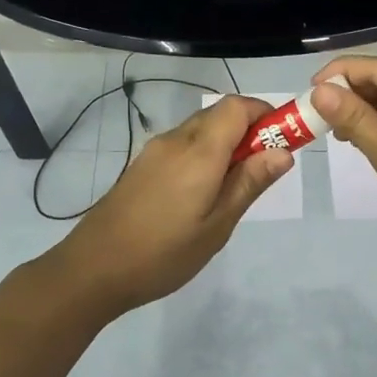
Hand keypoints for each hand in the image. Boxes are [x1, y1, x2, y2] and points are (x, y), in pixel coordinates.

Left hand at [49, 94, 293, 317]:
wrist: (92, 269)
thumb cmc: (163, 253)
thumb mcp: (217, 226)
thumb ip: (249, 183)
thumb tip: (283, 152)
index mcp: (199, 152)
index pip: (237, 106)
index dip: (265, 114)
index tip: (283, 141)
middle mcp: (175, 140)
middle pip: (219, 115)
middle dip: (249, 130)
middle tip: (263, 169)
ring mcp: (154, 152)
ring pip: (200, 130)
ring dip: (225, 144)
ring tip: (233, 188)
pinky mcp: (141, 166)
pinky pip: (182, 146)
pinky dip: (203, 155)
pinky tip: (201, 195)